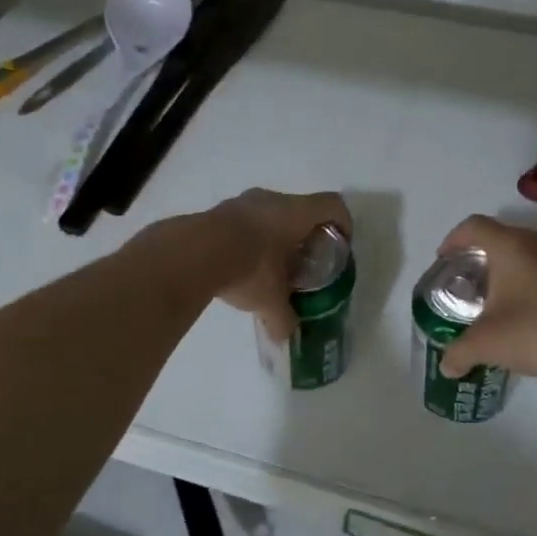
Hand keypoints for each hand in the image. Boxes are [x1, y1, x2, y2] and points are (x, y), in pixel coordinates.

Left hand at [206, 188, 351, 342]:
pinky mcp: (218, 211)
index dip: (343, 223)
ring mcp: (242, 201)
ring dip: (276, 234)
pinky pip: (244, 220)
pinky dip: (250, 237)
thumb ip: (283, 317)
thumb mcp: (270, 300)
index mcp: (296, 213)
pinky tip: (242, 263)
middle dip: (306, 234)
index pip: (333, 205)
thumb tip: (285, 335)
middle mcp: (272, 199)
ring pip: (270, 213)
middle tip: (305, 260)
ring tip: (272, 263)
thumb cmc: (249, 268)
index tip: (341, 245)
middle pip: (301, 208)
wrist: (192, 253)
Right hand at [434, 216, 536, 384]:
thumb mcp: (487, 345)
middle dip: (485, 259)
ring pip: (533, 253)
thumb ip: (459, 352)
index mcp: (512, 246)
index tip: (445, 260)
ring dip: (516, 270)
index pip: (474, 226)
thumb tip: (447, 366)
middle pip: (504, 238)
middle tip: (473, 286)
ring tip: (507, 300)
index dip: (454, 239)